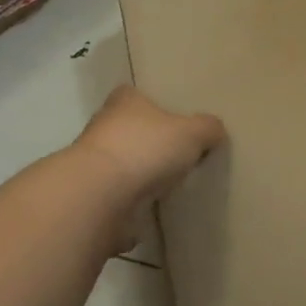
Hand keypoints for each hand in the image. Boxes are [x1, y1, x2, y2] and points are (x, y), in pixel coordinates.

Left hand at [70, 85, 225, 217]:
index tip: (171, 117)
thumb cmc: (145, 149)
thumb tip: (215, 131)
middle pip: (128, 129)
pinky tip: (150, 211)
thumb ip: (208, 128)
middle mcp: (103, 127)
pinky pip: (116, 198)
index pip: (134, 94)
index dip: (152, 103)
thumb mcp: (192, 132)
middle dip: (147, 141)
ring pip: (121, 164)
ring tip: (167, 185)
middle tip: (175, 152)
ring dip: (137, 174)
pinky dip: (129, 204)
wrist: (99, 197)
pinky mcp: (90, 198)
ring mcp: (92, 164)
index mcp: (125, 102)